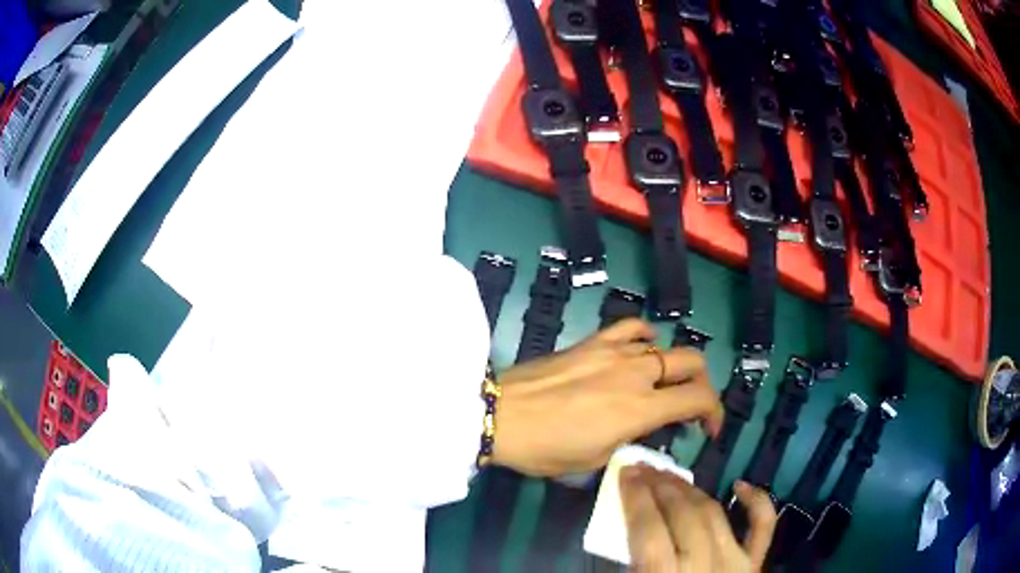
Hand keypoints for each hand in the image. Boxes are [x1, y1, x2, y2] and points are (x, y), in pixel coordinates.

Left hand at [491, 319, 723, 476]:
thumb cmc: (545, 447)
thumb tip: (645, 427)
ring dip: (674, 366)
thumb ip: (630, 440)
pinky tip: (643, 349)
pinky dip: (646, 336)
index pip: (698, 399)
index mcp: (640, 409)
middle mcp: (636, 374)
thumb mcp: (594, 460)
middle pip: (692, 363)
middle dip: (702, 385)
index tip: (707, 430)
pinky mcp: (593, 341)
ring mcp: (615, 351)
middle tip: (690, 406)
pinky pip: (632, 327)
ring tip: (663, 383)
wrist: (499, 414)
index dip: (713, 414)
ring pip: (666, 345)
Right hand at [621, 465, 776, 571]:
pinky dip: (757, 501)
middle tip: (644, 469)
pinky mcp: (755, 565)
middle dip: (660, 487)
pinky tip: (741, 484)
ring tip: (672, 476)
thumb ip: (633, 567)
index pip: (649, 531)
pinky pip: (762, 527)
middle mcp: (704, 568)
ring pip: (714, 514)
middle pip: (682, 516)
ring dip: (691, 490)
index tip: (626, 473)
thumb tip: (628, 534)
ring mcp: (735, 564)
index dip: (636, 498)